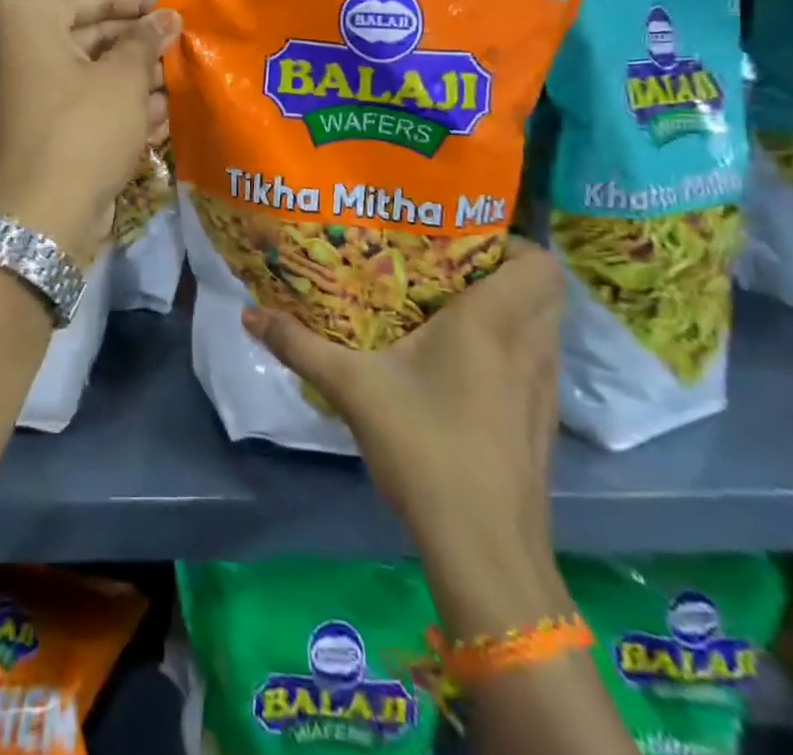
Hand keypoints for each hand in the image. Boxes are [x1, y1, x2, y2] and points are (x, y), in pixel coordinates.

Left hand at [0, 0, 179, 266]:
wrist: (39, 218)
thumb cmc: (83, 130)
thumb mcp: (123, 80)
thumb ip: (145, 40)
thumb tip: (166, 16)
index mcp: (26, 20)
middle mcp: (12, 47)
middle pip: (86, 31)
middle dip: (135, 40)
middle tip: (178, 40)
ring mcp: (16, 88)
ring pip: (83, 69)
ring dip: (130, 74)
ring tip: (176, 78)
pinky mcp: (28, 124)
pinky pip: (74, 100)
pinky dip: (110, 102)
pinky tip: (156, 113)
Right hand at [241, 239, 562, 567]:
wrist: (485, 550)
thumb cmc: (426, 449)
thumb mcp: (352, 389)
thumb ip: (300, 346)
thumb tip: (248, 313)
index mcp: (494, 323)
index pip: (539, 263)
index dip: (509, 242)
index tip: (457, 241)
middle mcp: (530, 346)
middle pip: (544, 289)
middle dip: (502, 270)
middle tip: (446, 267)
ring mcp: (543, 388)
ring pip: (542, 326)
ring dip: (507, 309)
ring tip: (448, 307)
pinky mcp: (541, 421)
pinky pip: (535, 360)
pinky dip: (510, 347)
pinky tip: (460, 364)